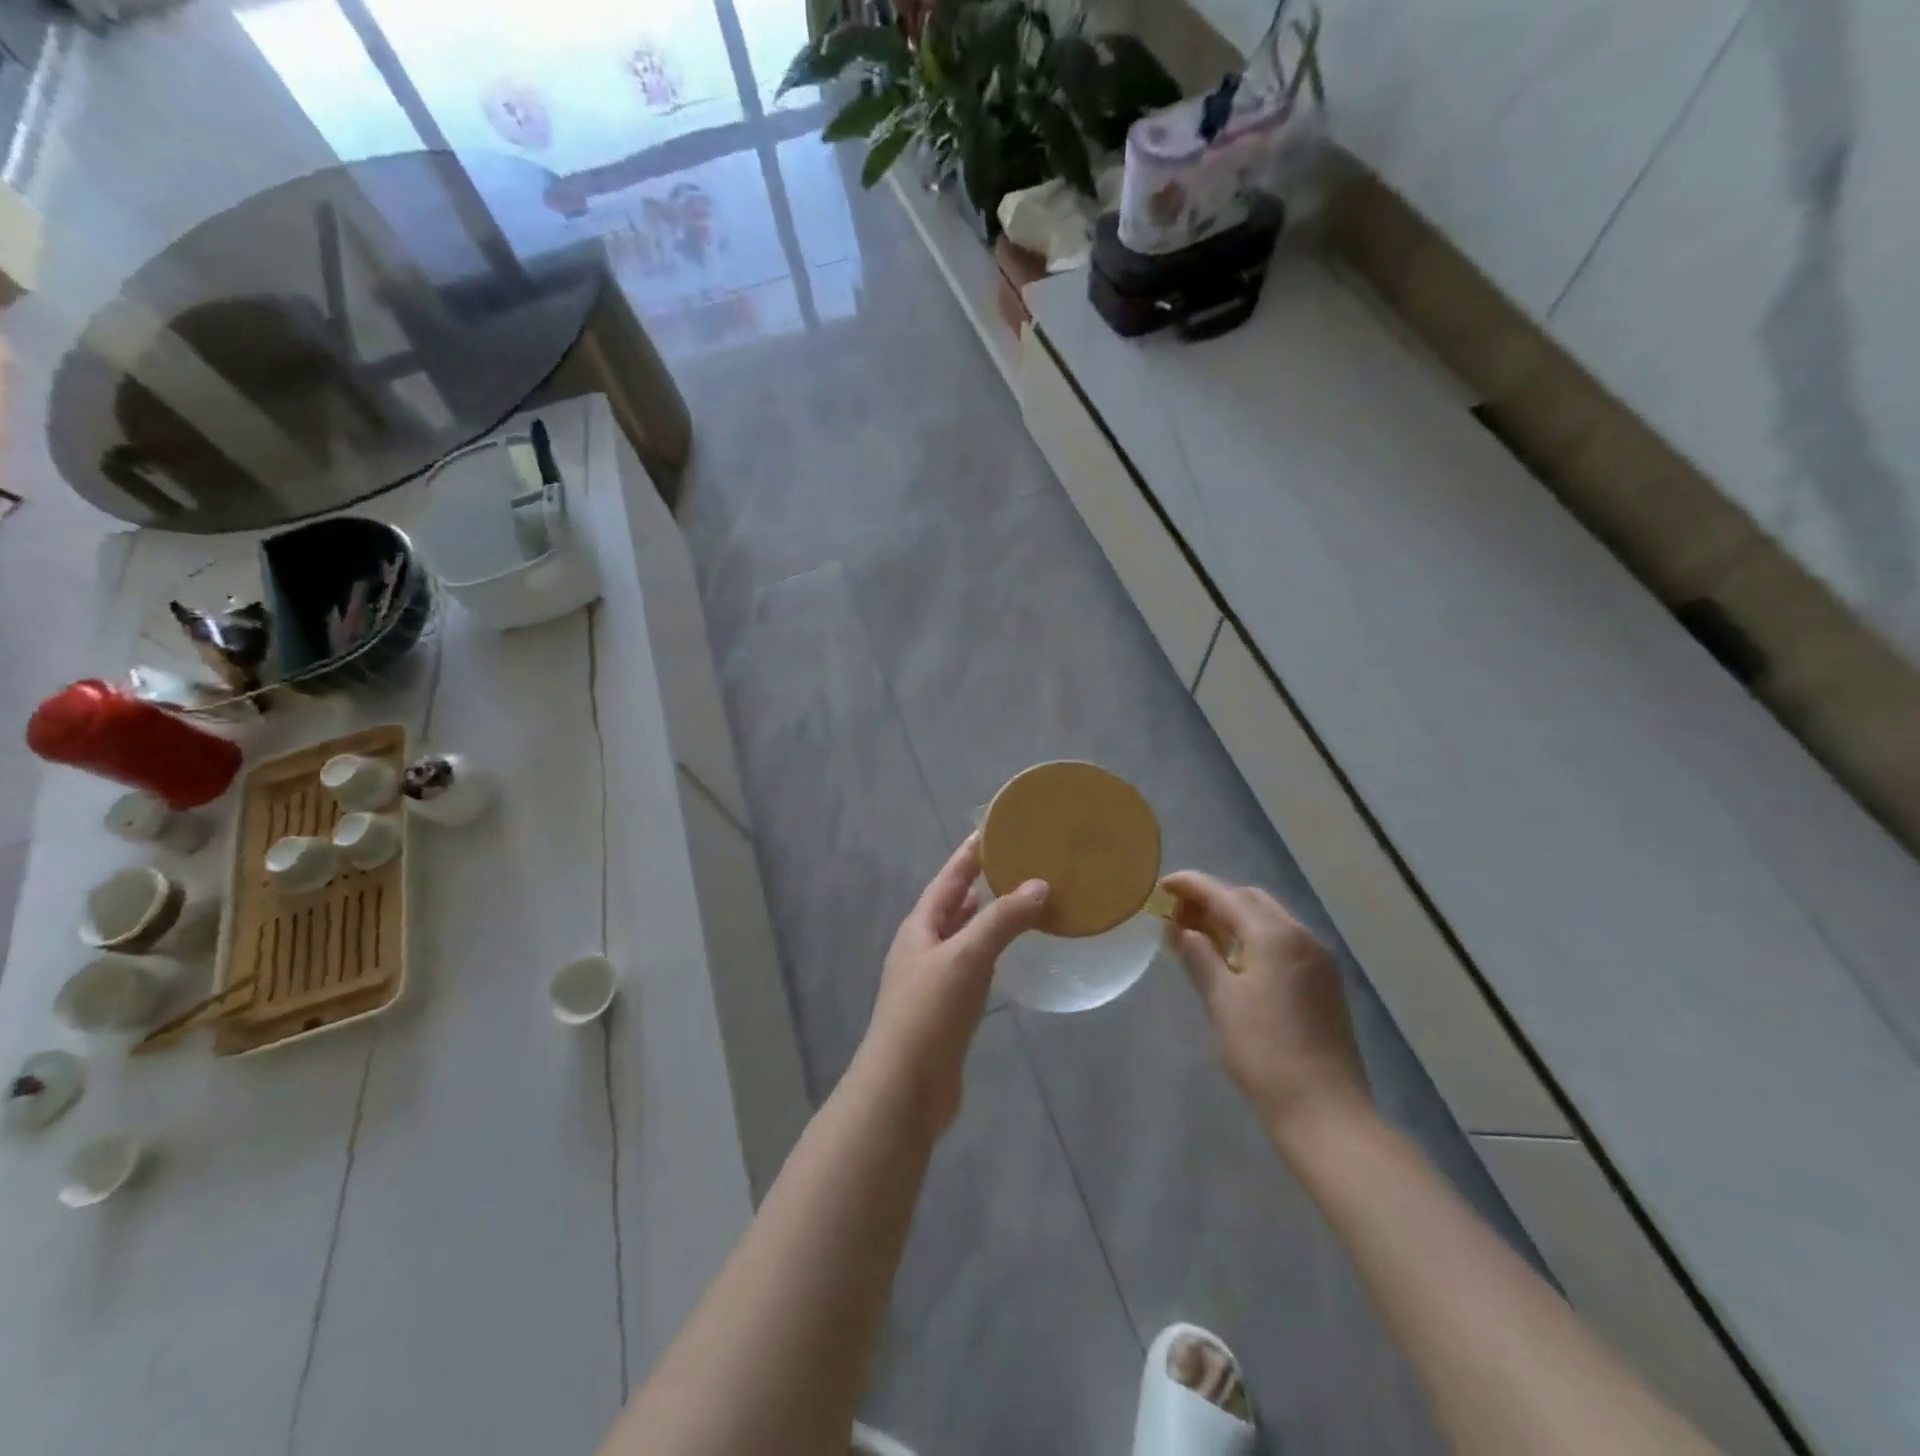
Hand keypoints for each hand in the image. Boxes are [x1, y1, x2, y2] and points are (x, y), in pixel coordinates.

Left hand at [858, 835, 1048, 1132]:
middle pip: (954, 904)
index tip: (997, 828)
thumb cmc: (930, 1012)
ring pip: (964, 936)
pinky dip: (990, 953)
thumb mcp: (967, 957)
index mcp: (920, 926)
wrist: (905, 1088)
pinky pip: (972, 967)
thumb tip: (1039, 884)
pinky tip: (1009, 955)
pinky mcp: (946, 1009)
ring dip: (987, 918)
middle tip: (1019, 863)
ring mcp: (933, 979)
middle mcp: (923, 946)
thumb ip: (1002, 920)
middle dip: (981, 883)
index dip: (970, 853)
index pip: (949, 878)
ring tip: (1019, 900)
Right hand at [1162, 871, 1373, 1149]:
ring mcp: (1318, 959)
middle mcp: (1301, 936)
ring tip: (1200, 937)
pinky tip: (1233, 960)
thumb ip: (1198, 956)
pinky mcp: (1324, 982)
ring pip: (1268, 920)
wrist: (1324, 1111)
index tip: (1162, 884)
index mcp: (1274, 935)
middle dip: (1213, 900)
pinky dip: (1253, 938)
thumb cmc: (1264, 1052)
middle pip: (1250, 900)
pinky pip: (1283, 942)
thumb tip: (1181, 929)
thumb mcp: (1221, 1001)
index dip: (1191, 885)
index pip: (1224, 895)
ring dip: (1233, 919)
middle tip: (1178, 916)